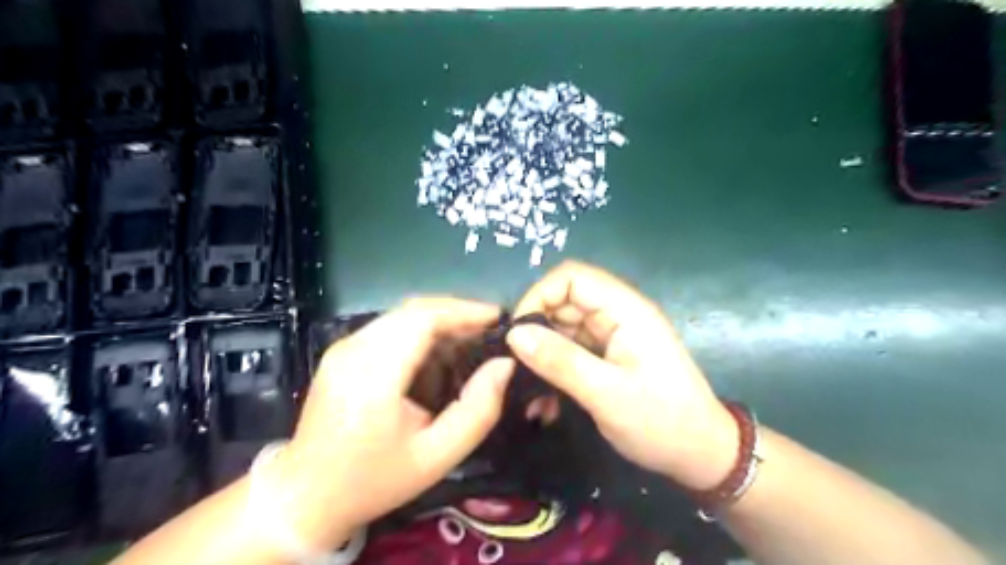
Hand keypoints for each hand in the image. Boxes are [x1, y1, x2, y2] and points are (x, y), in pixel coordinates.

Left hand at [263, 299, 513, 549]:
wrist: (306, 495)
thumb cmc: (374, 480)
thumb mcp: (437, 456)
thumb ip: (478, 410)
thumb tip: (504, 365)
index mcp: (374, 376)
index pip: (422, 319)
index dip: (463, 311)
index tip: (497, 317)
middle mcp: (354, 350)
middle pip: (413, 310)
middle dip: (456, 312)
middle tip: (489, 329)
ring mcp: (343, 348)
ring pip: (401, 314)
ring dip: (439, 319)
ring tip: (470, 337)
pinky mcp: (341, 351)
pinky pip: (388, 326)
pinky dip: (420, 328)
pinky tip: (437, 349)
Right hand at [512, 263, 736, 490]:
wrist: (701, 455)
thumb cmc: (661, 421)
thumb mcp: (607, 394)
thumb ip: (560, 361)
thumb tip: (515, 335)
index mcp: (625, 310)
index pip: (572, 277)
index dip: (539, 296)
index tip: (519, 334)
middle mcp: (618, 314)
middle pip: (565, 302)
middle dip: (536, 329)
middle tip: (516, 366)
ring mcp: (613, 336)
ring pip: (564, 328)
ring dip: (543, 355)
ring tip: (527, 390)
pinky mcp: (608, 356)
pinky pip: (572, 350)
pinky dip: (555, 369)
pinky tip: (545, 401)